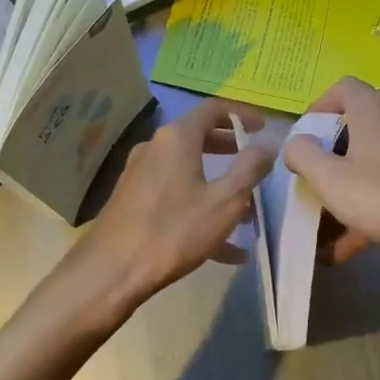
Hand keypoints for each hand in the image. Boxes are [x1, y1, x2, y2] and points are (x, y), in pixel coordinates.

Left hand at [69, 99, 273, 316]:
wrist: (112, 270)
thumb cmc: (174, 230)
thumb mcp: (225, 201)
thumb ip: (250, 168)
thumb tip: (268, 143)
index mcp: (177, 138)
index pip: (214, 108)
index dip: (242, 113)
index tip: (264, 126)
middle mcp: (155, 147)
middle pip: (198, 137)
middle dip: (230, 150)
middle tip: (254, 162)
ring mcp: (140, 174)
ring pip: (187, 170)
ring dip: (217, 184)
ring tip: (246, 214)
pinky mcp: (132, 200)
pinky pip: (174, 195)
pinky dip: (198, 207)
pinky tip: (224, 249)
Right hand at [284, 77, 379, 263]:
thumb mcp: (330, 180)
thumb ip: (303, 155)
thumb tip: (296, 142)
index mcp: (373, 107)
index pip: (342, 87)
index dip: (320, 107)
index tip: (306, 136)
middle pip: (361, 122)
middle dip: (336, 151)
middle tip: (321, 177)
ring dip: (357, 181)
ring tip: (338, 221)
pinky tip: (365, 238)